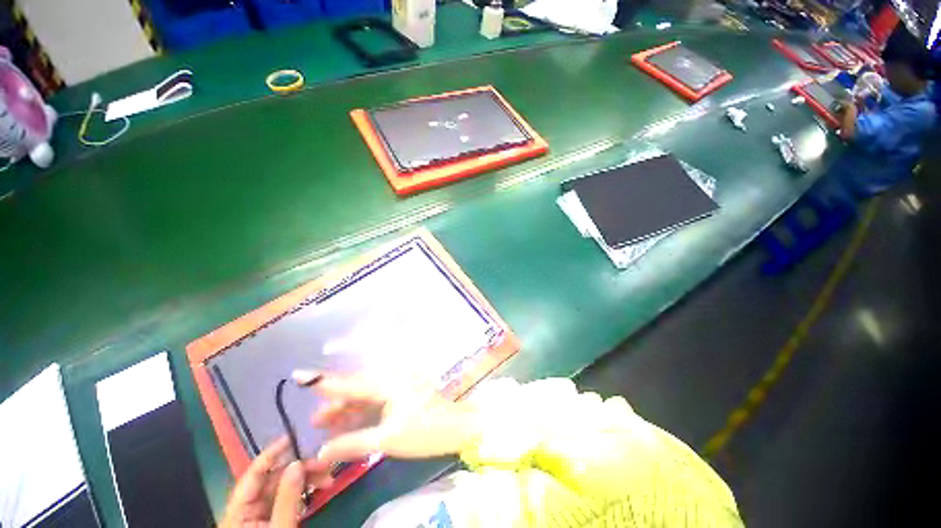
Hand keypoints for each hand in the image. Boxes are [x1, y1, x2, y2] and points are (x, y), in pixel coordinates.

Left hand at [221, 438, 333, 527]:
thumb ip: (287, 499)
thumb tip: (297, 463)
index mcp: (238, 512)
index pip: (253, 475)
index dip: (271, 453)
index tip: (293, 437)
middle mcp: (246, 510)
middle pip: (272, 480)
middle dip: (300, 469)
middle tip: (326, 464)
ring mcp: (258, 517)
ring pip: (282, 489)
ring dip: (306, 480)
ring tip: (329, 478)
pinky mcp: (271, 522)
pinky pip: (287, 500)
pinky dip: (303, 493)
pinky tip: (319, 490)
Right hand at [293, 371, 482, 465]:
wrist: (456, 427)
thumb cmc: (424, 431)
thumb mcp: (387, 440)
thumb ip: (352, 443)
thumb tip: (321, 452)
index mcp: (386, 383)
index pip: (349, 383)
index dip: (323, 381)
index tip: (298, 375)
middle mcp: (390, 379)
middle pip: (355, 389)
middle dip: (335, 403)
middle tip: (314, 421)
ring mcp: (397, 386)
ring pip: (365, 395)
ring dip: (346, 409)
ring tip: (325, 423)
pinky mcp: (401, 394)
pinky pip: (375, 400)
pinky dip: (361, 411)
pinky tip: (349, 423)